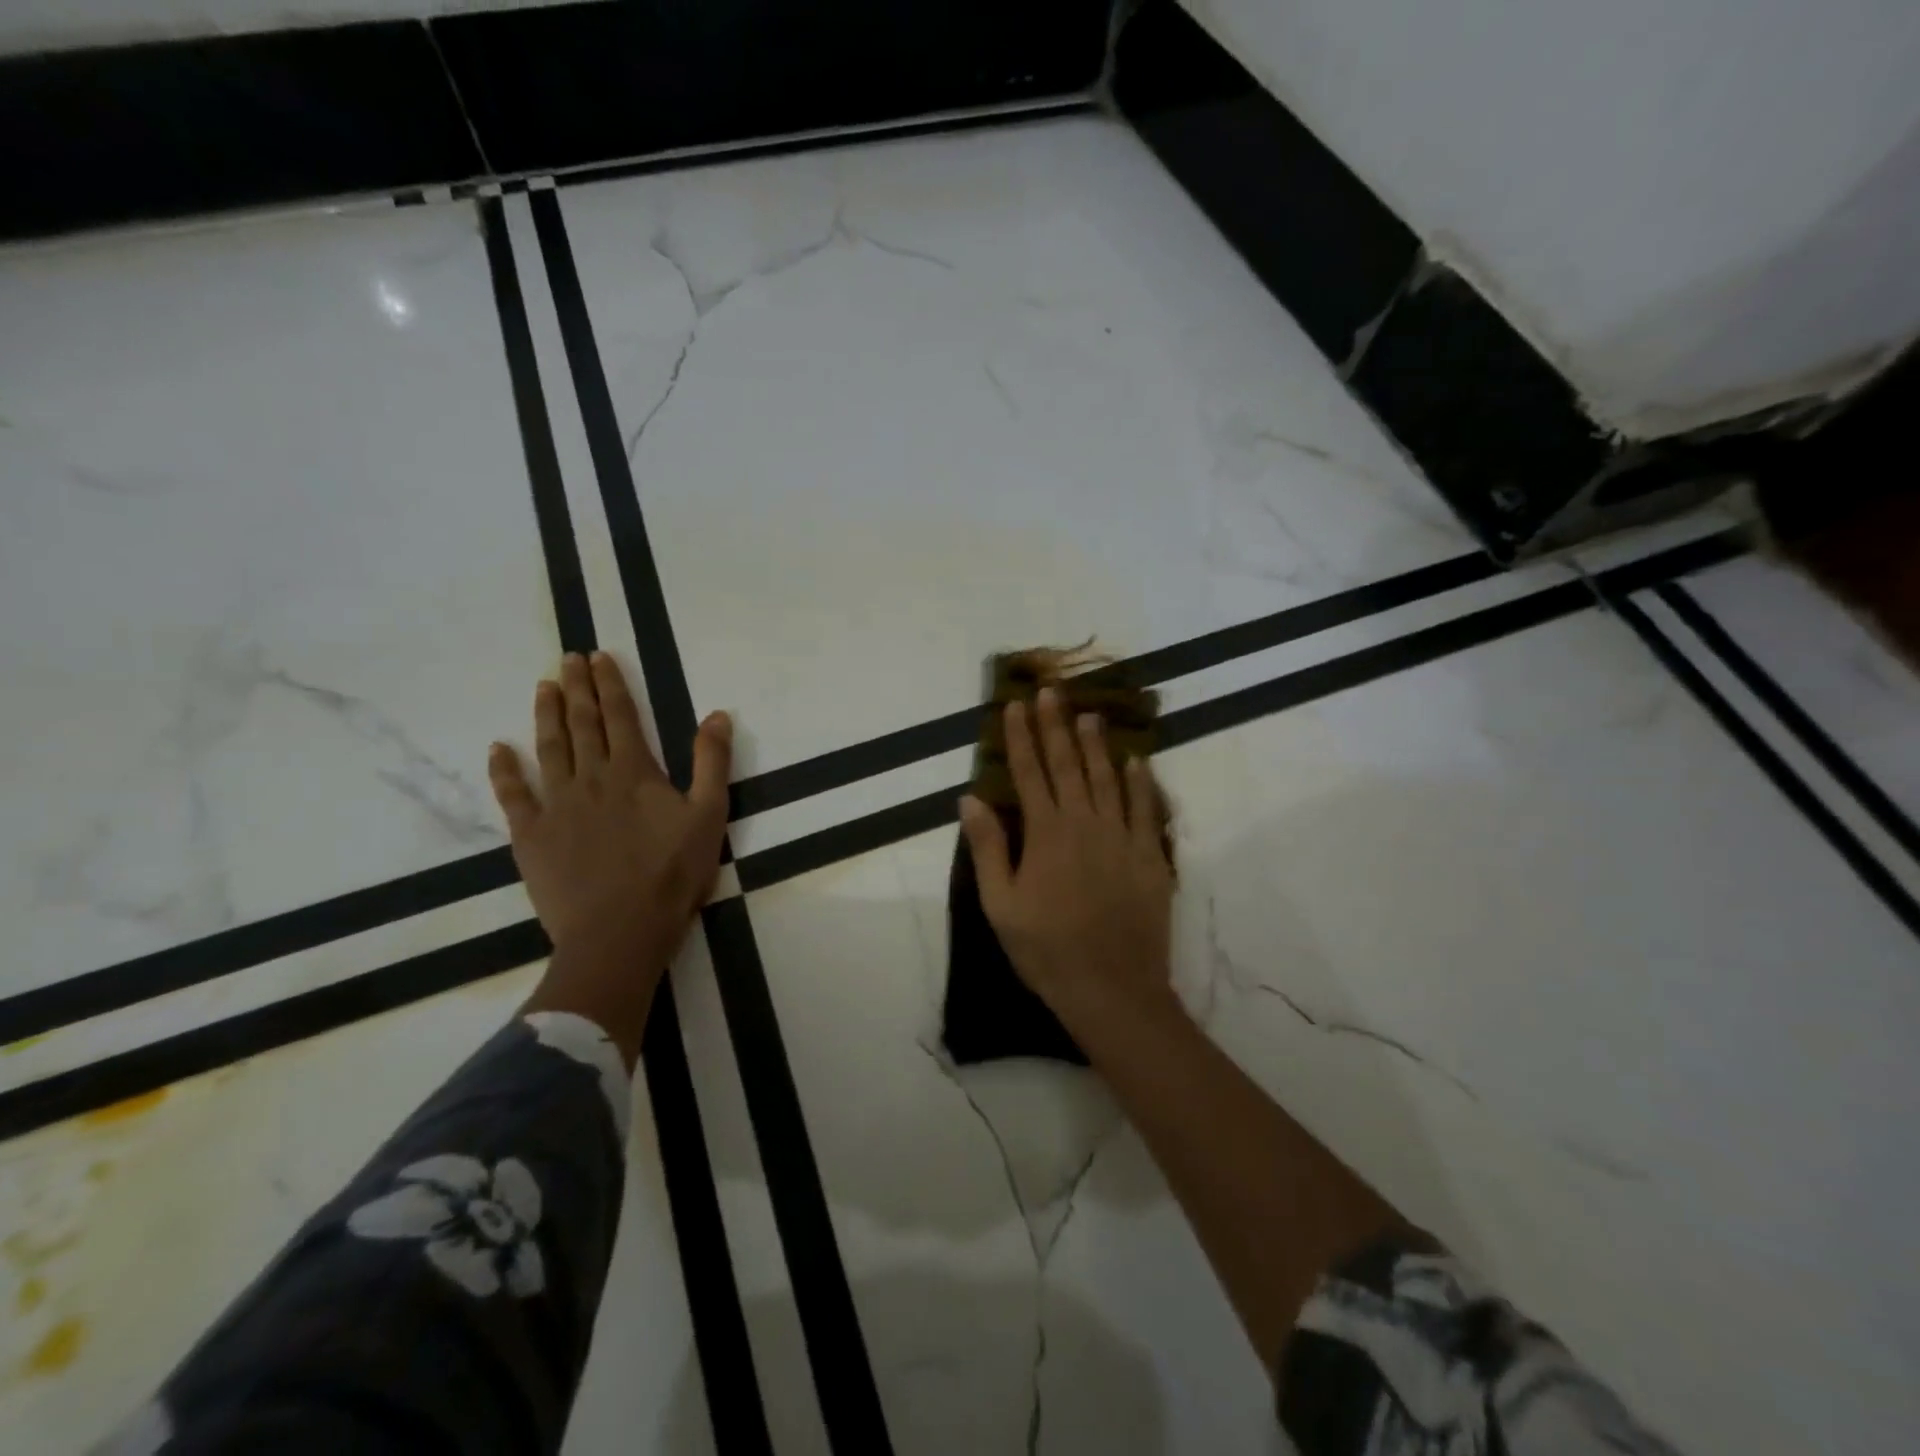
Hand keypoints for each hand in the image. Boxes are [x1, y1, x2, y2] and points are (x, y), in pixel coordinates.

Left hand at [488, 652, 730, 975]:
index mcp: (633, 771)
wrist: (619, 931)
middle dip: (576, 687)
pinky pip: (513, 795)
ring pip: (548, 748)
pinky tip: (499, 749)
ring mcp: (555, 805)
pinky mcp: (530, 835)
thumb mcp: (709, 815)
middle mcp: (590, 777)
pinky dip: (504, 770)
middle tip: (568, 658)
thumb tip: (718, 715)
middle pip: (581, 723)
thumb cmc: (672, 874)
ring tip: (543, 686)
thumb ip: (712, 763)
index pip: (620, 716)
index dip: (610, 684)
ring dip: (545, 715)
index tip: (599, 656)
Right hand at [959, 686, 1176, 1029]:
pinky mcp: (1150, 857)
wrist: (1112, 988)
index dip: (1021, 737)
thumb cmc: (1046, 950)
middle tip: (1053, 691)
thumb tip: (970, 799)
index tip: (1016, 705)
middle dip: (1057, 726)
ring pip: (1107, 779)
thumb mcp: (1001, 905)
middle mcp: (1084, 823)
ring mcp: (1121, 837)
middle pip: (1068, 765)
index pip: (1029, 773)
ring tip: (1090, 714)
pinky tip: (1136, 761)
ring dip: (1097, 744)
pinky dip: (1140, 783)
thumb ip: (988, 848)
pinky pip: (1145, 809)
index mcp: (1045, 833)